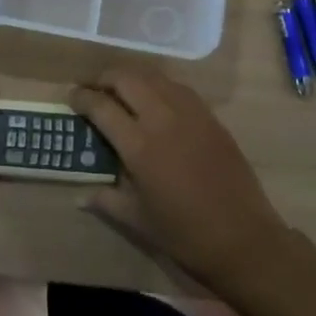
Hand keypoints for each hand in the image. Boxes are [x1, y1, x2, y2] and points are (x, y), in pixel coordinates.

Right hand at [71, 68, 290, 295]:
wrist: (243, 238)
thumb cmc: (185, 234)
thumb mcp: (137, 221)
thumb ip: (106, 200)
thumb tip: (81, 195)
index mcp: (139, 146)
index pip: (102, 106)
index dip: (82, 97)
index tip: (71, 97)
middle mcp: (162, 119)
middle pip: (126, 78)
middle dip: (104, 78)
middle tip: (93, 90)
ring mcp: (190, 113)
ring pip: (153, 77)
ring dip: (131, 78)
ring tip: (120, 91)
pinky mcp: (210, 116)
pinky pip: (177, 88)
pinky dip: (158, 86)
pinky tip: (154, 100)